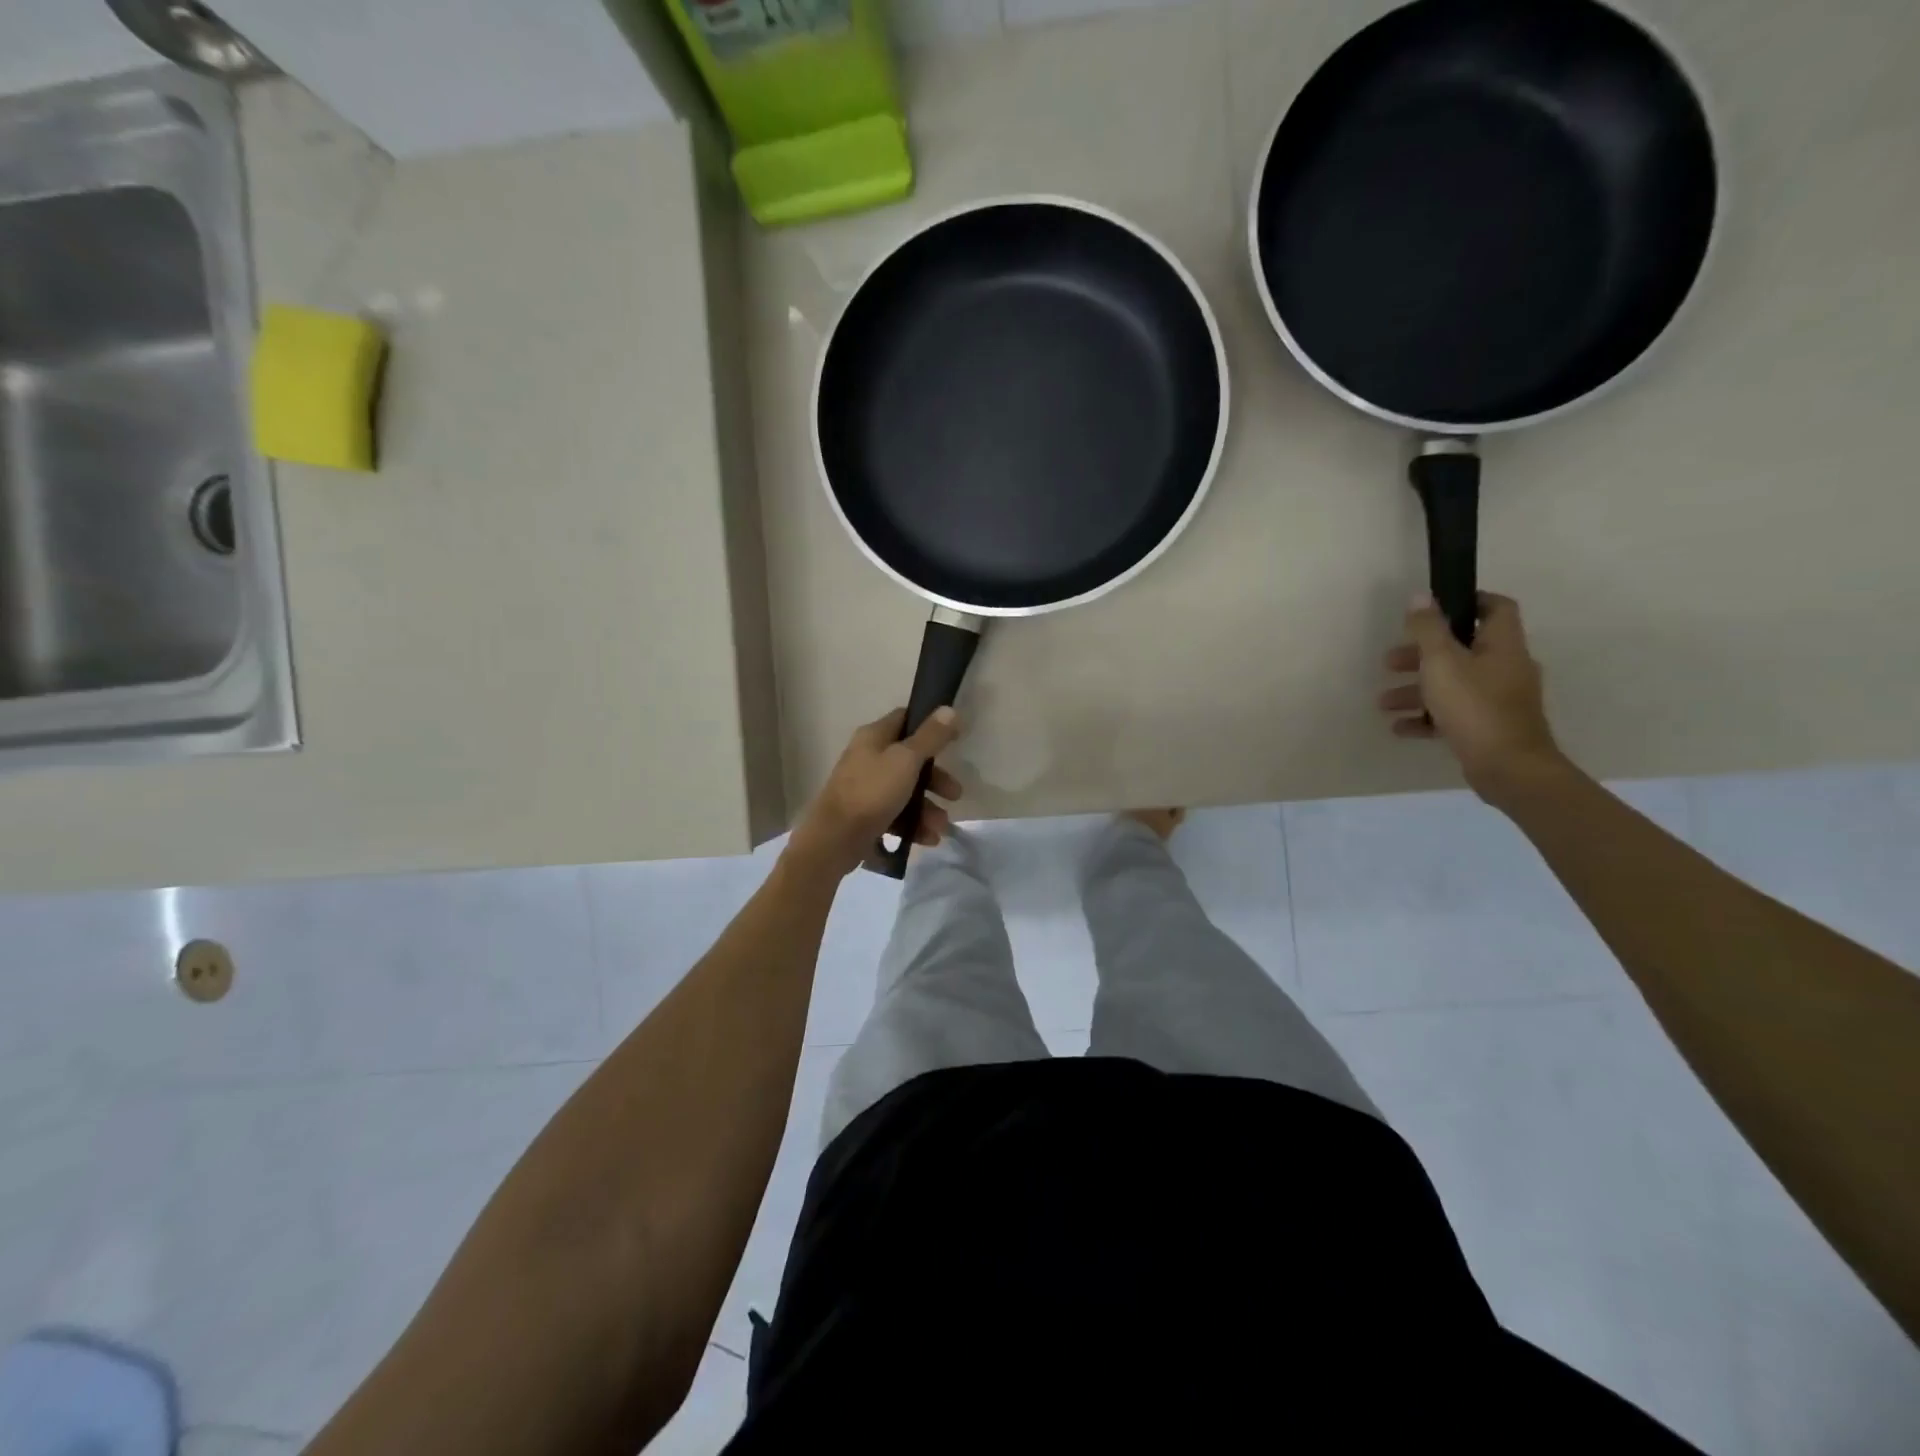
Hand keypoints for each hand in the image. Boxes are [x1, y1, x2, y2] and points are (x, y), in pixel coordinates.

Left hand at [788, 707, 963, 877]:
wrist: (834, 839)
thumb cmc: (872, 792)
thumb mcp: (906, 760)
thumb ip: (931, 737)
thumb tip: (950, 709)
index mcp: (874, 737)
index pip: (905, 720)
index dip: (931, 726)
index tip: (955, 739)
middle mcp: (868, 758)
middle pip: (910, 761)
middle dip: (936, 779)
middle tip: (954, 794)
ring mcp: (865, 788)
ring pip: (905, 792)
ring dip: (927, 808)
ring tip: (941, 827)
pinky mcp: (865, 815)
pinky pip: (896, 815)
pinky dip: (913, 825)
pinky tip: (928, 839)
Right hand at [1379, 592, 1568, 802]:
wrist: (1508, 767)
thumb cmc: (1474, 706)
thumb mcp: (1442, 662)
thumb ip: (1427, 629)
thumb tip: (1420, 596)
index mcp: (1502, 645)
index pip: (1495, 607)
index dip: (1468, 601)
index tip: (1433, 608)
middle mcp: (1506, 667)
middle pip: (1462, 649)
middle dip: (1422, 655)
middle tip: (1390, 662)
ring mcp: (1499, 699)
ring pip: (1453, 684)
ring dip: (1417, 689)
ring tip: (1384, 702)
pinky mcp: (1489, 726)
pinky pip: (1453, 713)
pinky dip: (1426, 717)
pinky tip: (1400, 727)